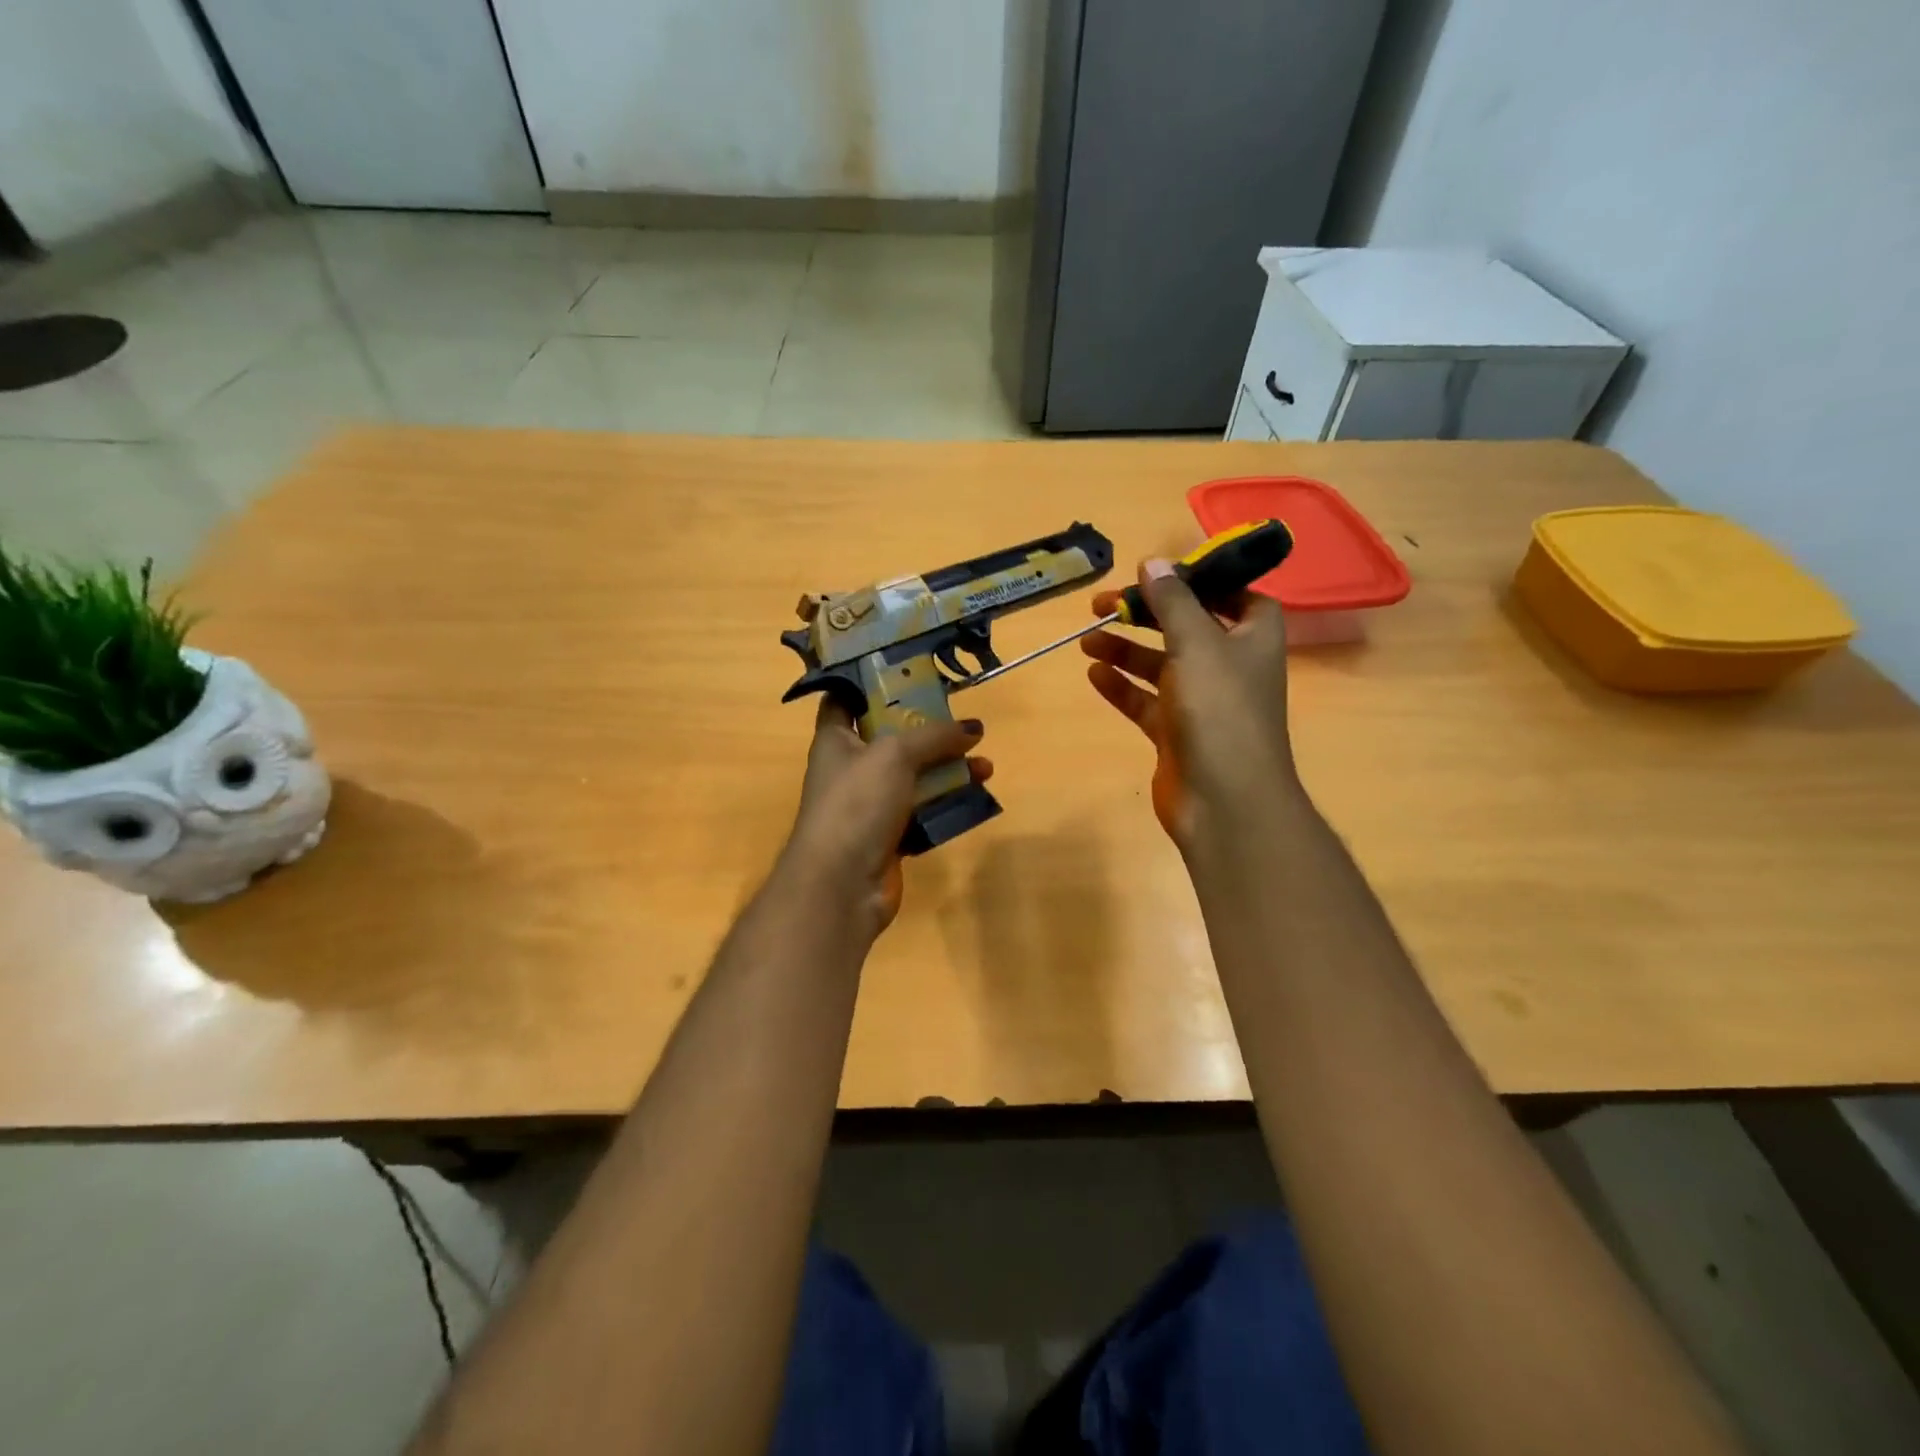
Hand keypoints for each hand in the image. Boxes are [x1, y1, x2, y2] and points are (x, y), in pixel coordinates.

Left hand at [778, 699, 990, 936]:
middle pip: (892, 738)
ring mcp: (869, 805)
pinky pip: (923, 811)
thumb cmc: (857, 803)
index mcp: (835, 740)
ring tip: (984, 764)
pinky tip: (976, 795)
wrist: (841, 884)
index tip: (908, 672)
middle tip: (963, 722)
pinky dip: (946, 803)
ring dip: (948, 768)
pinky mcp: (889, 836)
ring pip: (914, 777)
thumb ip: (935, 736)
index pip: (846, 699)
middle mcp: (850, 769)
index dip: (871, 683)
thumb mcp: (895, 754)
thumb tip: (973, 728)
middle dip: (929, 730)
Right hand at [1081, 559, 1303, 852]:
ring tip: (1086, 638)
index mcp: (1252, 638)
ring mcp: (1201, 703)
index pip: (1234, 595)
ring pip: (1160, 665)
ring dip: (1125, 650)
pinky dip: (1122, 686)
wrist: (1224, 800)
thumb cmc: (1220, 710)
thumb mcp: (1196, 643)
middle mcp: (1229, 666)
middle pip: (1186, 628)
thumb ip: (1173, 601)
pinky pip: (1145, 701)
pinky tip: (1094, 674)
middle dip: (1147, 614)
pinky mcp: (1175, 734)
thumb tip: (1153, 561)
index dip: (1202, 580)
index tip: (1161, 573)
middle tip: (1104, 603)